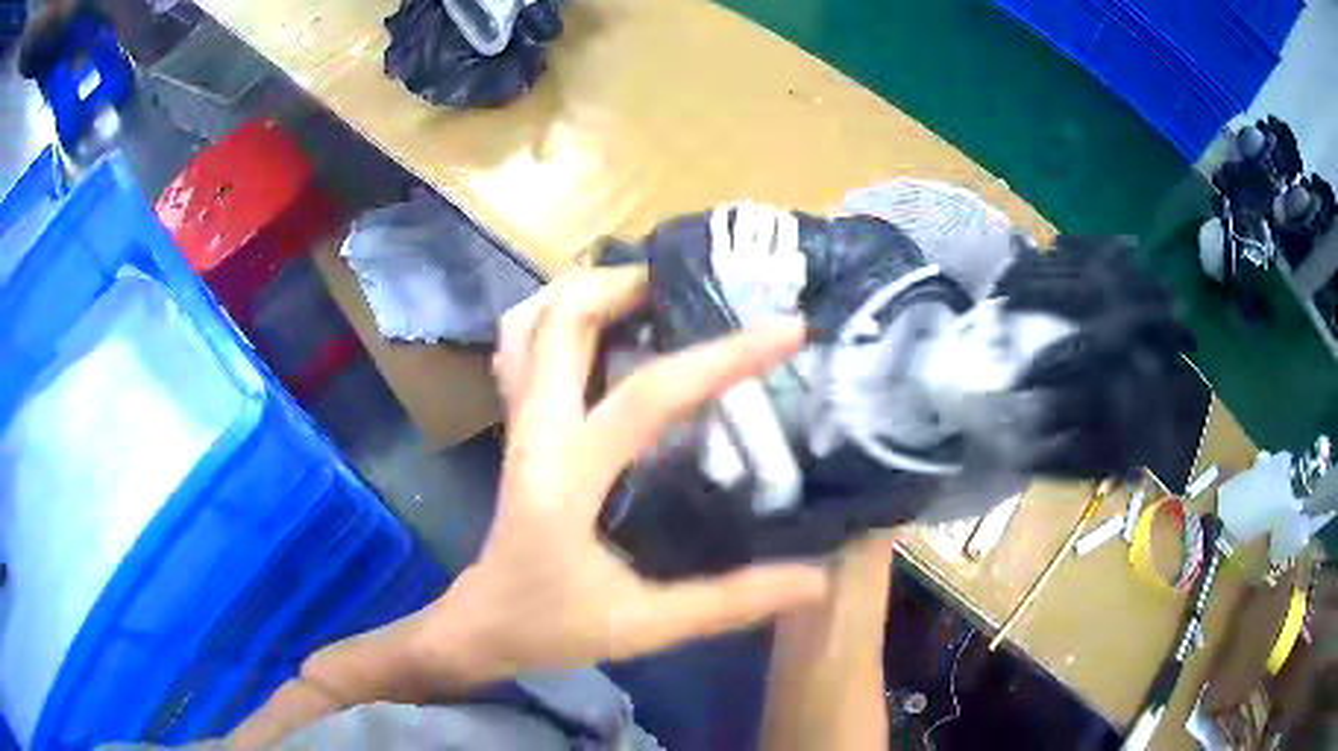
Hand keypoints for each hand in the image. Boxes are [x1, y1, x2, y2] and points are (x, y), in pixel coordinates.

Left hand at [411, 266, 828, 685]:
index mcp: (567, 476)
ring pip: (530, 321)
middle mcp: (536, 431)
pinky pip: (523, 346)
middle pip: (562, 319)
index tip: (787, 328)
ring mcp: (518, 422)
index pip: (650, 395)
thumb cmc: (551, 627)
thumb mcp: (644, 625)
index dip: (724, 356)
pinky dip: (558, 316)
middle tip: (694, 285)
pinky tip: (599, 328)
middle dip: (627, 284)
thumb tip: (816, 580)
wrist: (480, 626)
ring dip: (585, 290)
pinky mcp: (516, 427)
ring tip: (647, 291)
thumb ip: (730, 602)